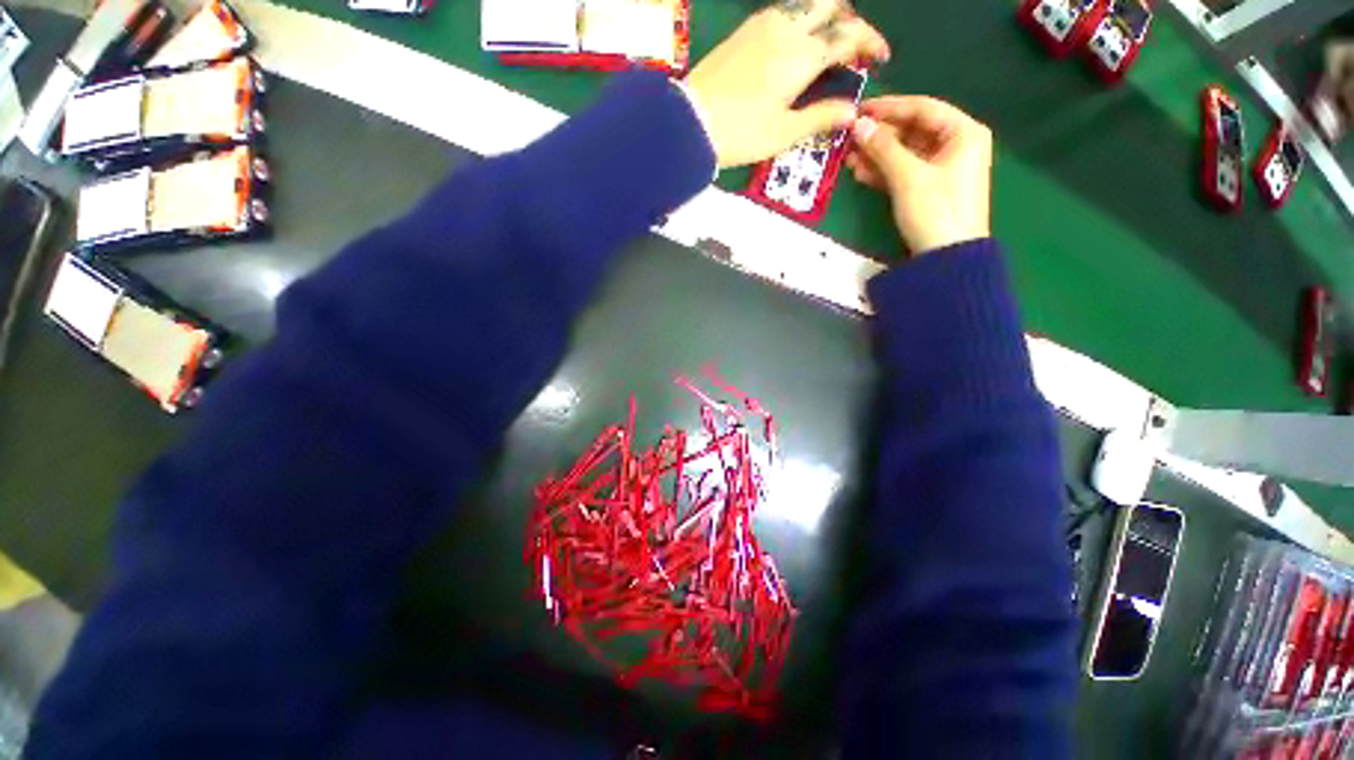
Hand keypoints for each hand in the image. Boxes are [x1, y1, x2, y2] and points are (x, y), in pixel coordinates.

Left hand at [683, 1, 888, 168]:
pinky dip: (800, 20)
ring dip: (824, 16)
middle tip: (851, 48)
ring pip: (805, 3)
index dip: (870, 43)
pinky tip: (795, 46)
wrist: (690, 123)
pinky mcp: (744, 30)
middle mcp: (786, 27)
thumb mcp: (783, 133)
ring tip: (825, 46)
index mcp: (802, 54)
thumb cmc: (740, 134)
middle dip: (849, 20)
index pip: (849, 34)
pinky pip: (783, 11)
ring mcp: (762, 24)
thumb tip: (853, 112)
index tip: (880, 59)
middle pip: (830, 4)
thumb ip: (820, 117)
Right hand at [846, 96, 992, 254]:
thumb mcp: (908, 177)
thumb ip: (883, 148)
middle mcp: (956, 144)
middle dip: (880, 136)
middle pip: (913, 131)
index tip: (860, 110)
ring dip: (877, 156)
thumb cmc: (935, 210)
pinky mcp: (929, 188)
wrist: (947, 257)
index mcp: (963, 132)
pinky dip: (884, 172)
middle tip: (850, 139)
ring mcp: (943, 168)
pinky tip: (861, 174)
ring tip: (849, 160)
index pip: (923, 108)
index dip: (890, 108)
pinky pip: (904, 171)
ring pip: (905, 153)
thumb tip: (858, 125)